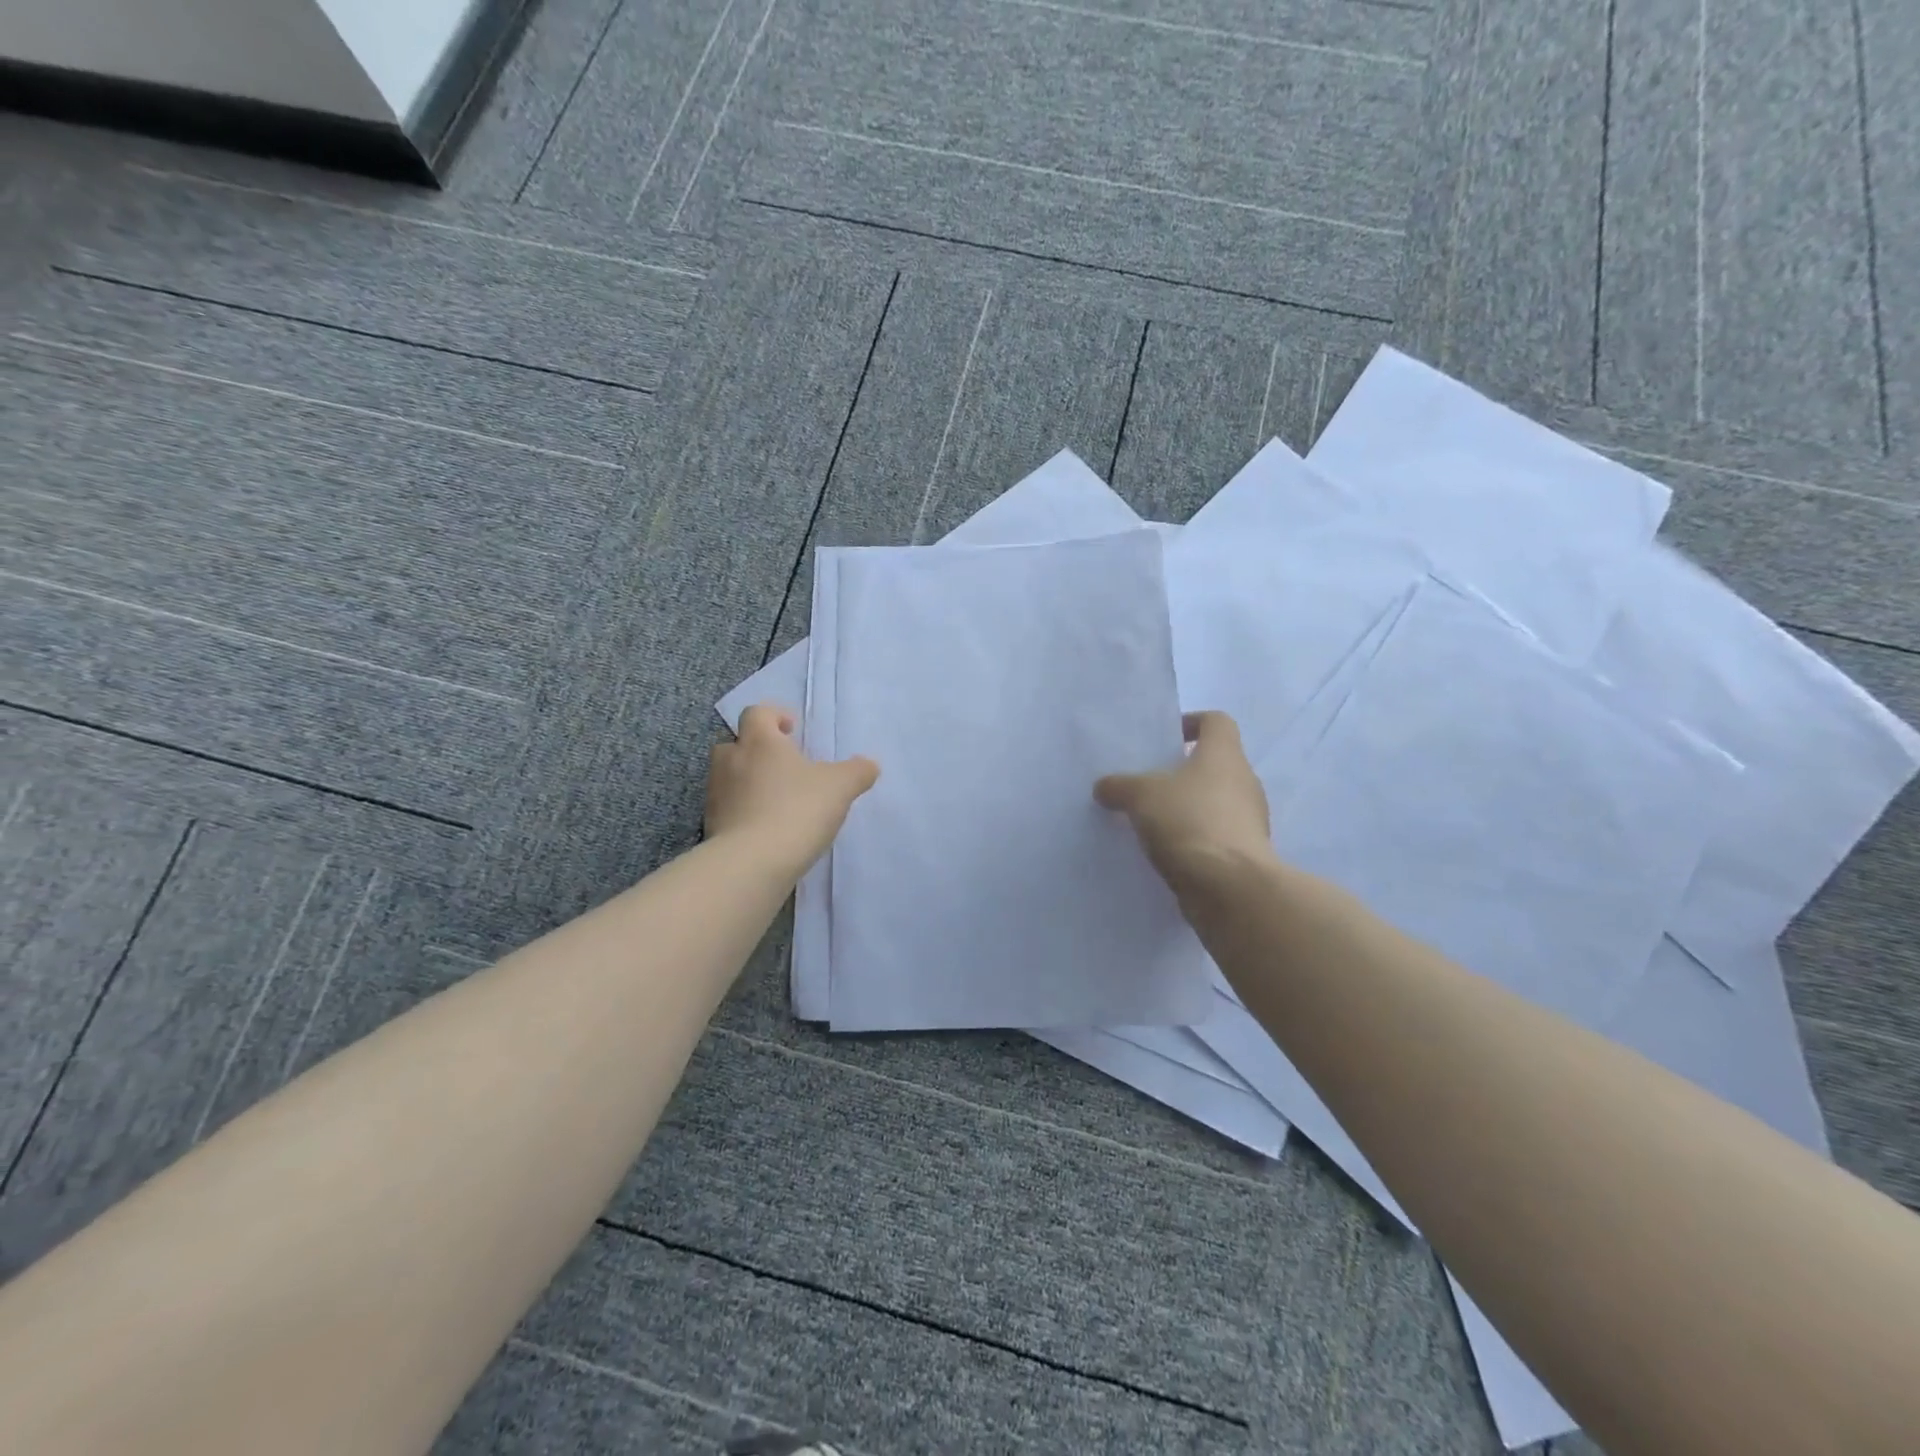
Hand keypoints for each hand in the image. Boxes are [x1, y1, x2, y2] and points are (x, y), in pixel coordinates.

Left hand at [707, 704, 879, 876]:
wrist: (752, 863)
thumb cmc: (797, 809)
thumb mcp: (840, 787)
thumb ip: (857, 771)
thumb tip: (869, 765)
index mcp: (760, 741)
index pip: (758, 713)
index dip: (775, 716)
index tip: (793, 730)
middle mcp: (731, 761)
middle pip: (736, 743)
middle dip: (757, 750)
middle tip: (783, 766)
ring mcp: (716, 795)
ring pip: (729, 777)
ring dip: (748, 782)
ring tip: (777, 801)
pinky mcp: (711, 826)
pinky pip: (728, 809)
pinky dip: (743, 813)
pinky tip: (766, 830)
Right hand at [1094, 711, 1274, 891]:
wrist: (1229, 888)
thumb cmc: (1188, 822)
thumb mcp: (1140, 796)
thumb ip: (1120, 786)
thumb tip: (1104, 787)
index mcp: (1224, 755)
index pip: (1216, 721)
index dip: (1192, 723)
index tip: (1165, 738)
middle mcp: (1244, 782)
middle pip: (1215, 765)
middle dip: (1182, 772)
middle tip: (1146, 784)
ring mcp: (1249, 821)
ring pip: (1214, 803)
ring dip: (1187, 809)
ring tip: (1150, 822)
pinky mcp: (1245, 855)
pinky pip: (1214, 837)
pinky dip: (1193, 840)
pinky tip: (1164, 852)